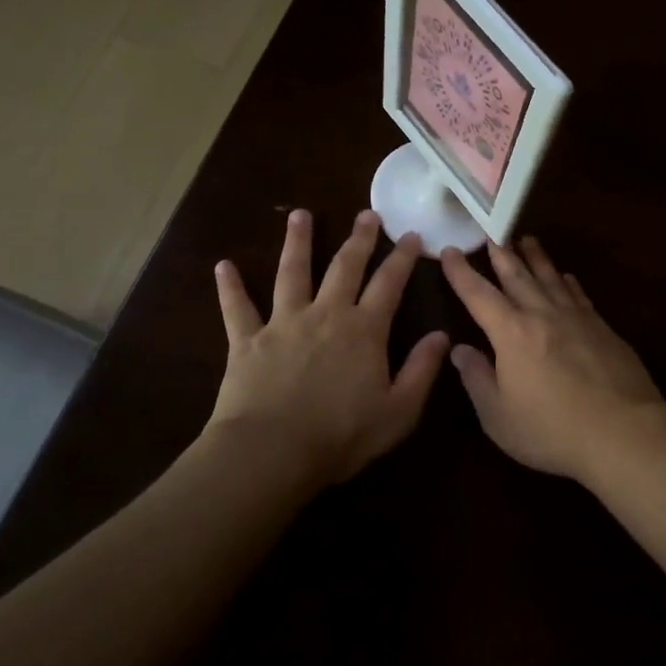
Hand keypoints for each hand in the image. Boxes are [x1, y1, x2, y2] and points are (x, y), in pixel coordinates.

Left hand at [211, 209, 449, 486]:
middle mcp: (326, 315)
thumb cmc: (342, 435)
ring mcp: (284, 323)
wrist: (273, 452)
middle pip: (344, 267)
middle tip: (366, 213)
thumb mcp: (399, 411)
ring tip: (300, 215)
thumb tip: (441, 335)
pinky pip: (237, 308)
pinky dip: (230, 287)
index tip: (410, 234)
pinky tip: (223, 266)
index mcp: (364, 330)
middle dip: (358, 239)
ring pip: (291, 273)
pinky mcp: (247, 341)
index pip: (389, 284)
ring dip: (297, 243)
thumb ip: (422, 370)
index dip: (402, 257)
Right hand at [440, 238, 662, 481]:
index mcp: (512, 333)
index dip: (461, 273)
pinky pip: (579, 295)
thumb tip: (459, 349)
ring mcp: (577, 318)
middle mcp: (543, 315)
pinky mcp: (604, 329)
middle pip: (518, 277)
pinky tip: (567, 277)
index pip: (479, 295)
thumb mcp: (498, 415)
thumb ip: (477, 379)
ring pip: (551, 278)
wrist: (623, 431)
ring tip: (527, 240)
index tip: (450, 251)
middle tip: (492, 234)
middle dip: (501, 255)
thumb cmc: (551, 429)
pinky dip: (568, 282)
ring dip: (537, 258)